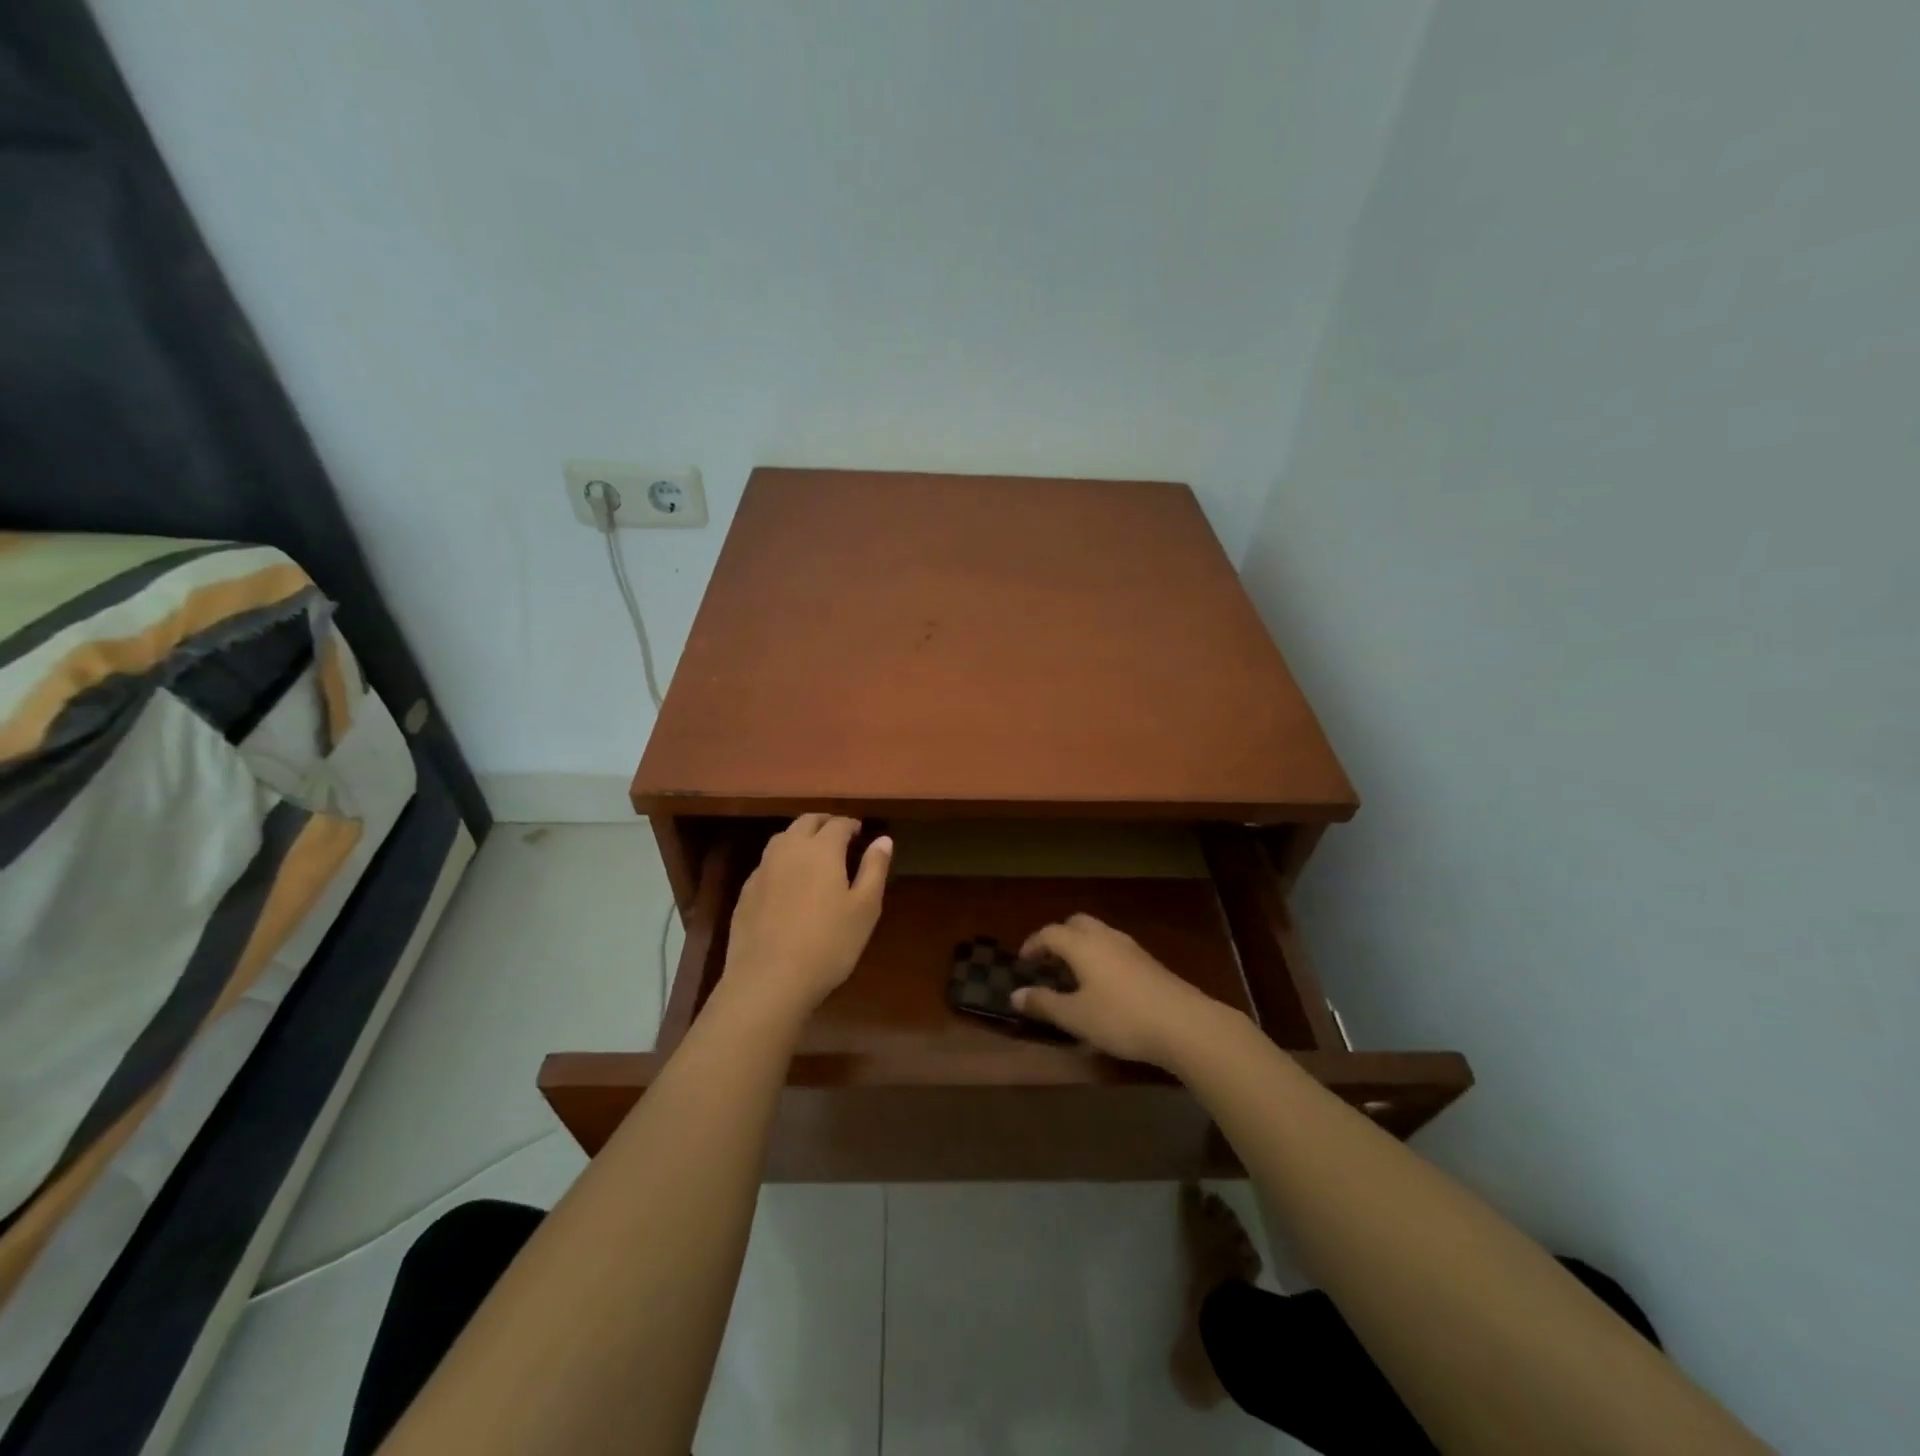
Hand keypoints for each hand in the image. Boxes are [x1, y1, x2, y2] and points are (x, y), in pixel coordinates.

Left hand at [718, 815, 891, 1025]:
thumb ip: (874, 869)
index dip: (851, 824)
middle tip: (839, 836)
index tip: (861, 833)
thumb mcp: (865, 908)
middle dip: (825, 823)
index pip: (838, 823)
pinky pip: (767, 863)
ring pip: (782, 838)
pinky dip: (782, 861)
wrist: (769, 980)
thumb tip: (883, 839)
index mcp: (821, 849)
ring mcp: (763, 870)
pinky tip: (788, 882)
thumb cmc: (828, 943)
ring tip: (813, 854)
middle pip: (806, 822)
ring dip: (800, 837)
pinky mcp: (746, 892)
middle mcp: (789, 850)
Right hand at [1012, 914, 1231, 1068]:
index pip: (1050, 932)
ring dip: (1081, 946)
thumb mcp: (1076, 1017)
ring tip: (1074, 974)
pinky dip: (1100, 956)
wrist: (1185, 1024)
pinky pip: (1115, 947)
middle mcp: (1106, 937)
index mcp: (1083, 945)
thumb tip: (1015, 995)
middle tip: (1049, 962)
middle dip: (1059, 937)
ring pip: (1099, 933)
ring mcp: (1131, 948)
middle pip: (1076, 923)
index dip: (1033, 944)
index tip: (1023, 962)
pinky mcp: (1150, 962)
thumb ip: (1044, 1004)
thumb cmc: (1121, 1018)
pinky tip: (1104, 985)